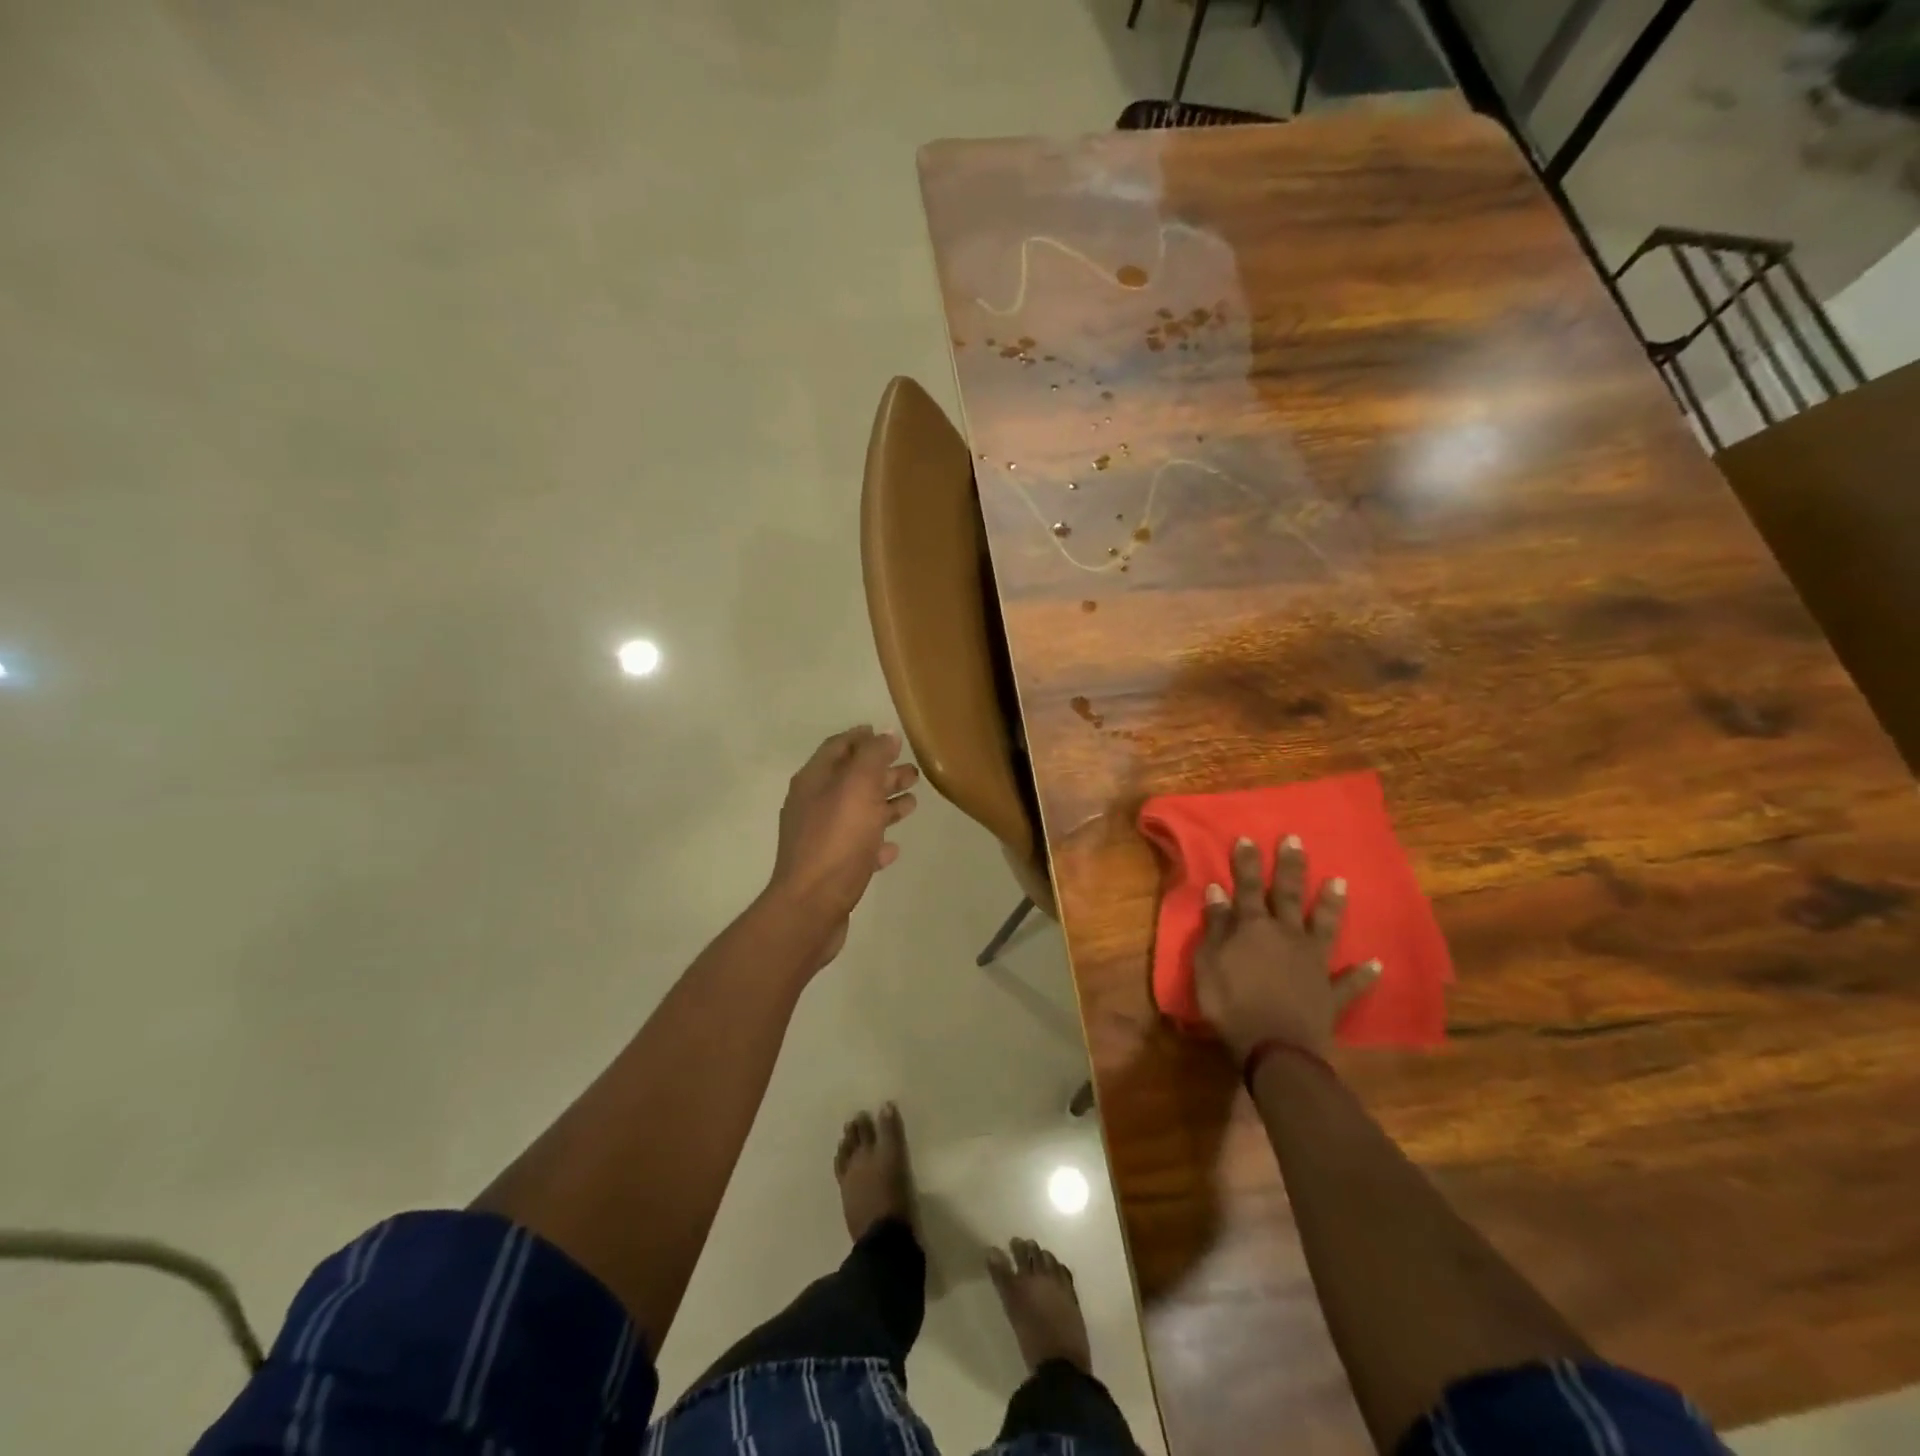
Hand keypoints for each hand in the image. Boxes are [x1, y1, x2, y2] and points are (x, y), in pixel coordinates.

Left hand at [767, 727, 918, 955]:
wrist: (812, 906)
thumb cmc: (837, 840)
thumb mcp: (858, 787)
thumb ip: (872, 757)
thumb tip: (885, 735)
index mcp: (814, 780)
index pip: (838, 747)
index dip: (862, 738)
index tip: (889, 735)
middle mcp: (812, 805)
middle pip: (850, 780)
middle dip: (881, 772)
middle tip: (913, 771)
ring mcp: (819, 838)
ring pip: (856, 813)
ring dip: (883, 804)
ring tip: (913, 803)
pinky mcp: (830, 869)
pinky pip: (857, 847)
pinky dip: (876, 841)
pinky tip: (893, 847)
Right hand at [1193, 834, 1380, 1063]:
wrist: (1275, 1048)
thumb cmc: (1230, 1004)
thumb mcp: (1208, 963)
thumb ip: (1215, 926)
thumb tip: (1218, 891)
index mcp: (1253, 928)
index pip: (1247, 888)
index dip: (1246, 863)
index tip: (1248, 838)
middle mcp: (1287, 936)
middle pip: (1287, 896)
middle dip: (1290, 867)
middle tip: (1296, 840)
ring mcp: (1313, 963)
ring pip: (1323, 927)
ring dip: (1330, 904)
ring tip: (1340, 882)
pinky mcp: (1330, 993)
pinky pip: (1350, 982)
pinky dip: (1363, 974)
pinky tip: (1376, 964)